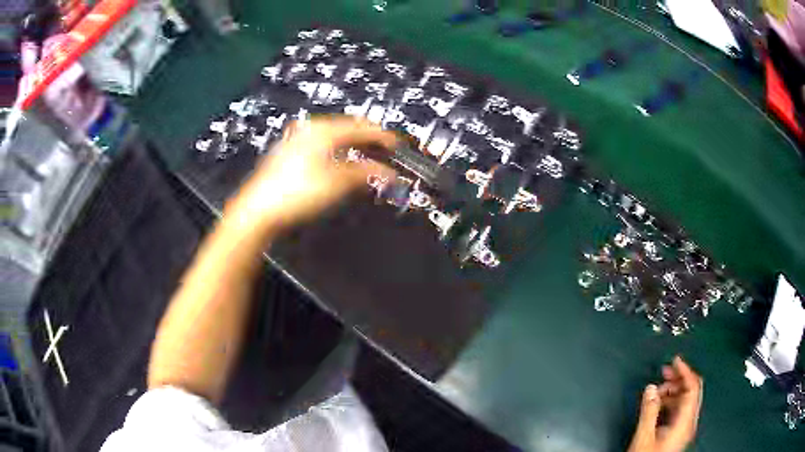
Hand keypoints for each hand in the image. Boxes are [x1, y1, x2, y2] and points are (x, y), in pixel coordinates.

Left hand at [225, 116, 397, 234]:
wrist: (258, 209)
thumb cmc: (296, 194)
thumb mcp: (337, 183)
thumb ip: (366, 173)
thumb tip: (388, 172)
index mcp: (324, 130)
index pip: (362, 127)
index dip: (383, 136)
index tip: (397, 145)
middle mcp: (310, 129)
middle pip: (349, 127)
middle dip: (369, 137)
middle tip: (386, 149)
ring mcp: (298, 139)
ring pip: (335, 135)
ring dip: (354, 143)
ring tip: (368, 155)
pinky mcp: (290, 151)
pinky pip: (323, 143)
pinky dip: (338, 149)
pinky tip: (341, 159)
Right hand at [628, 356, 702, 451]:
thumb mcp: (644, 435)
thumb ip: (649, 411)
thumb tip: (651, 388)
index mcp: (686, 420)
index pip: (693, 386)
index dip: (685, 370)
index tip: (675, 360)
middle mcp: (689, 422)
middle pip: (691, 391)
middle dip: (678, 379)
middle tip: (665, 371)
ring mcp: (685, 428)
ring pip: (685, 400)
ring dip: (672, 391)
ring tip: (657, 390)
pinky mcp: (678, 433)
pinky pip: (680, 410)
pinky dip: (671, 402)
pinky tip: (659, 403)